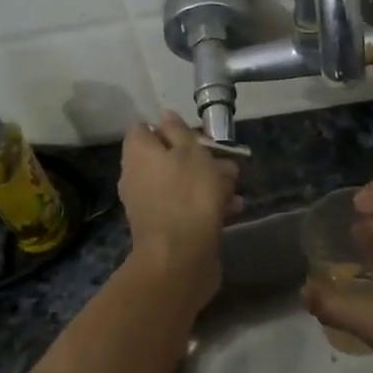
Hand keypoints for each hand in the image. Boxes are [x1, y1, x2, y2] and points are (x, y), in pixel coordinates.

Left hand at [119, 111, 242, 298]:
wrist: (181, 256)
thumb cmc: (188, 194)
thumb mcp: (190, 152)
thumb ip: (179, 132)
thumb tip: (165, 116)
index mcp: (138, 153)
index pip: (144, 129)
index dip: (170, 128)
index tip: (196, 135)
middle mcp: (137, 176)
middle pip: (167, 157)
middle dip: (199, 158)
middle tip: (224, 162)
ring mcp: (150, 205)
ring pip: (181, 184)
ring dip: (209, 183)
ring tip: (234, 188)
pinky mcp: (165, 228)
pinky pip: (186, 207)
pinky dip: (207, 206)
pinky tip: (233, 210)